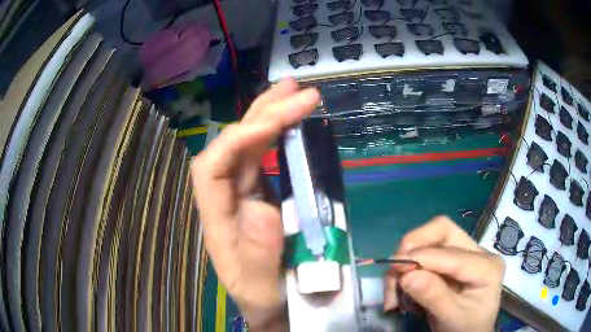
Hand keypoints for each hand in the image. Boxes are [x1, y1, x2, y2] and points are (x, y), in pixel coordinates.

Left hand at [190, 79, 319, 328]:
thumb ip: (258, 256)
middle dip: (262, 115)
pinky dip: (281, 134)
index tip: (276, 121)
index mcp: (217, 221)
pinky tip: (294, 120)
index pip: (211, 167)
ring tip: (294, 91)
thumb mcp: (262, 289)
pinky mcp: (263, 194)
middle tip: (295, 90)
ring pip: (249, 146)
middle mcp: (226, 200)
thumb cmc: (267, 300)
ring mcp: (244, 194)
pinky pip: (267, 157)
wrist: (276, 308)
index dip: (237, 139)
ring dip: (270, 115)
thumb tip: (261, 207)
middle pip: (232, 147)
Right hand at [384, 216, 504, 331]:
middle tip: (395, 269)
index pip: (453, 251)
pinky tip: (403, 294)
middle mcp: (476, 253)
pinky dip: (407, 272)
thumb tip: (407, 275)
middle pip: (442, 231)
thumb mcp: (452, 318)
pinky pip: (423, 256)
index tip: (395, 268)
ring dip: (406, 263)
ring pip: (428, 241)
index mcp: (487, 266)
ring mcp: (462, 255)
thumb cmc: (466, 329)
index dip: (423, 256)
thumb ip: (434, 297)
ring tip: (394, 295)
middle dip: (414, 246)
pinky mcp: (448, 263)